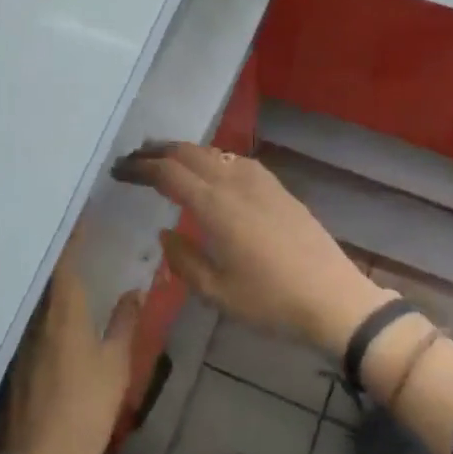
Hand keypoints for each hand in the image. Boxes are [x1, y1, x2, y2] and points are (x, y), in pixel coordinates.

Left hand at [0, 244, 138, 453]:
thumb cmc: (85, 408)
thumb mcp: (115, 365)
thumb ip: (124, 323)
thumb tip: (134, 291)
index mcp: (62, 310)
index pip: (63, 259)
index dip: (71, 233)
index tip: (78, 210)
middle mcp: (34, 316)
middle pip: (43, 272)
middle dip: (56, 248)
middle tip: (72, 227)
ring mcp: (19, 338)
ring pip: (34, 294)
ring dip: (47, 274)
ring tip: (64, 257)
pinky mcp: (13, 359)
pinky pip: (28, 315)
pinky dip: (40, 300)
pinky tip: (51, 303)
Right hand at [113, 142, 387, 358]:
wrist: (333, 298)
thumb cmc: (270, 301)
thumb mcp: (216, 292)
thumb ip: (184, 259)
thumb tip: (166, 233)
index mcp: (215, 206)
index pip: (168, 172)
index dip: (140, 167)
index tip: (119, 171)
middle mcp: (236, 183)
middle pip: (190, 153)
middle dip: (158, 151)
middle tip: (134, 159)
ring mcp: (261, 182)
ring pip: (214, 152)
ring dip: (185, 151)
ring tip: (166, 160)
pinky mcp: (279, 189)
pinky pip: (236, 160)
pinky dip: (212, 158)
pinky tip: (211, 171)